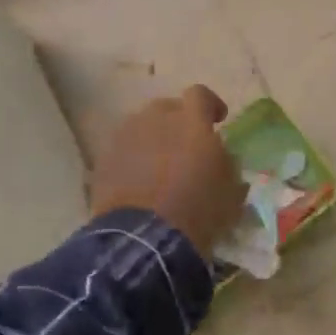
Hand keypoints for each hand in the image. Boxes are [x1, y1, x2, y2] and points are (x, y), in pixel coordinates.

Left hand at [89, 86, 245, 259]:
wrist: (144, 239)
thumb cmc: (197, 213)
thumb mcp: (231, 193)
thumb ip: (228, 166)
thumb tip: (222, 158)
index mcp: (191, 122)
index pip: (200, 95)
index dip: (210, 104)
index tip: (218, 120)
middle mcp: (155, 119)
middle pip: (167, 108)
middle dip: (179, 122)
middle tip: (187, 146)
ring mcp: (125, 137)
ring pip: (142, 127)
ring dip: (154, 139)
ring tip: (160, 165)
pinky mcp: (104, 160)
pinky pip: (123, 150)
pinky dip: (133, 159)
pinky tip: (139, 182)